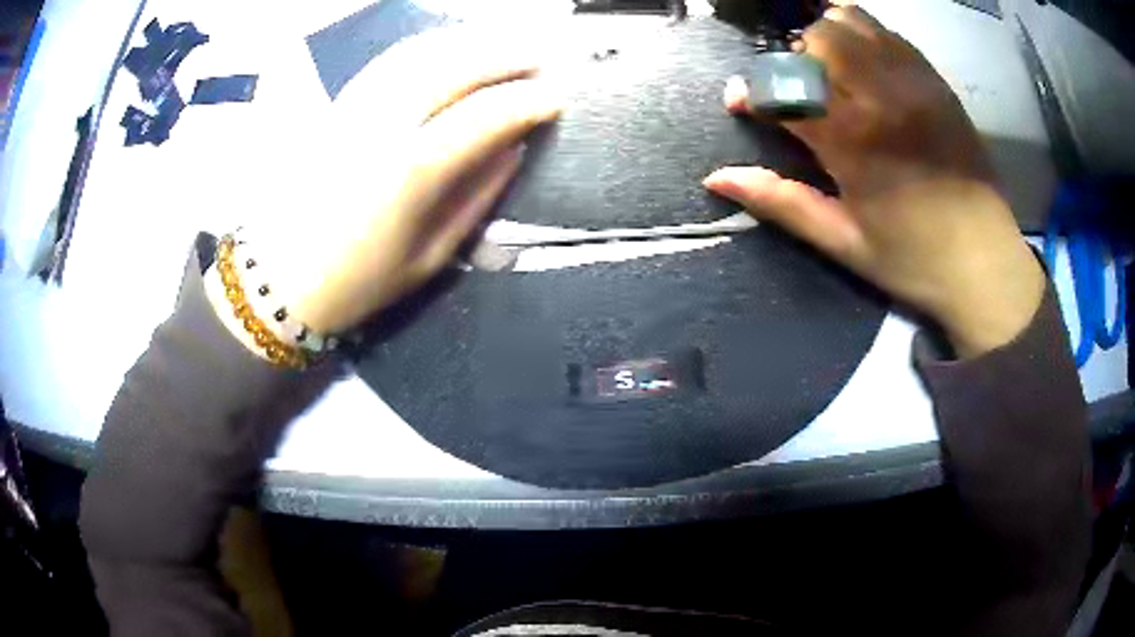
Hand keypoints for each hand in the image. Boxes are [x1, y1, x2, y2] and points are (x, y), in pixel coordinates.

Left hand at [240, 28, 561, 336]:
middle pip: (454, 68)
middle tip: (543, 59)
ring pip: (422, 53)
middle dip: (507, 57)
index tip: (558, 99)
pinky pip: (391, 60)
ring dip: (472, 42)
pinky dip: (430, 45)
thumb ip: (476, 196)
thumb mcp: (430, 257)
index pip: (483, 116)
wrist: (279, 279)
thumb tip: (513, 148)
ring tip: (507, 43)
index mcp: (409, 172)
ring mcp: (355, 107)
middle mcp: (382, 125)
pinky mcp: (338, 105)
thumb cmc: (357, 282)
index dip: (527, 103)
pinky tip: (453, 46)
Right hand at [703, 3, 1044, 357]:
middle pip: (816, 39)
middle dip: (794, 59)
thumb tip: (717, 178)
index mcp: (852, 141)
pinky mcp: (936, 82)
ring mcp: (913, 82)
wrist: (986, 265)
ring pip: (852, 22)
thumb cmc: (913, 261)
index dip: (752, 90)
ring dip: (828, 40)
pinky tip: (868, 68)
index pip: (782, 88)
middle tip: (799, 91)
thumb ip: (780, 202)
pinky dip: (866, 38)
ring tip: (832, 74)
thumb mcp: (842, 242)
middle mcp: (881, 96)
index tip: (741, 102)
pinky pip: (890, 34)